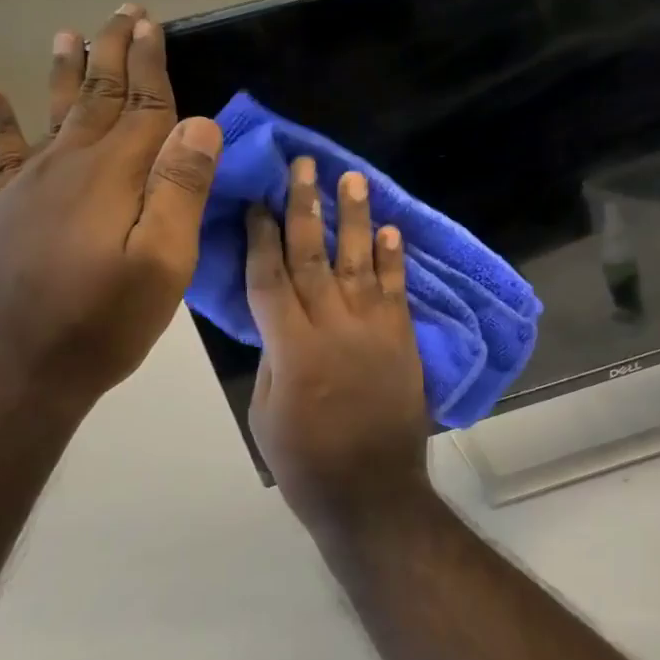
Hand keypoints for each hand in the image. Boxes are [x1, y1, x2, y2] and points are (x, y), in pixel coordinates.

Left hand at [0, 7, 220, 418]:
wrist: (8, 371)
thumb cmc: (100, 321)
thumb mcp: (162, 264)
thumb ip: (180, 190)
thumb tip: (200, 123)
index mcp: (115, 174)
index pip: (144, 105)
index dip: (151, 63)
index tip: (153, 24)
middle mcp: (70, 164)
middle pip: (99, 96)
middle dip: (113, 53)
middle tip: (123, 11)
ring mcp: (30, 185)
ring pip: (55, 112)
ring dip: (65, 71)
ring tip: (67, 34)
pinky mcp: (4, 209)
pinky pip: (4, 151)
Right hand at [245, 158, 430, 532]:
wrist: (373, 493)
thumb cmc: (307, 462)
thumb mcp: (266, 412)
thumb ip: (274, 355)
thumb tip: (278, 317)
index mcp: (291, 346)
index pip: (270, 276)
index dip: (261, 235)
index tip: (257, 200)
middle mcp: (333, 325)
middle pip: (314, 255)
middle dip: (306, 206)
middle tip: (303, 166)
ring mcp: (374, 328)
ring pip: (359, 261)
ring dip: (355, 218)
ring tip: (352, 179)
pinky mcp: (403, 339)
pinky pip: (397, 290)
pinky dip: (394, 258)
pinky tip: (391, 229)